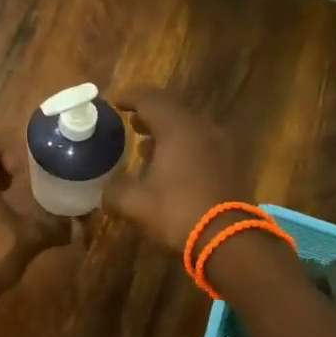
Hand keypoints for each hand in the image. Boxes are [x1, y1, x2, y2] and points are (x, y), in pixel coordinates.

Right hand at [104, 88, 251, 250]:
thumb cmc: (177, 211)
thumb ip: (114, 192)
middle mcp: (202, 128)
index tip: (115, 102)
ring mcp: (220, 146)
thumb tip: (104, 191)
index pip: (150, 100)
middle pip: (172, 110)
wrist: (229, 239)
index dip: (130, 97)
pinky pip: (201, 146)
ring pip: (189, 129)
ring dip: (167, 133)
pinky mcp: (230, 165)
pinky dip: (182, 148)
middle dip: (149, 114)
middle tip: (131, 121)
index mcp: (177, 128)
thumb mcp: (134, 203)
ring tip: (146, 145)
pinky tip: (170, 167)